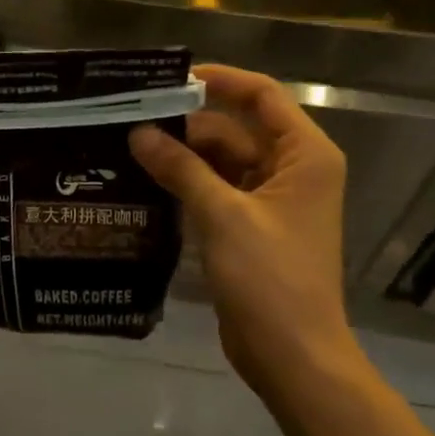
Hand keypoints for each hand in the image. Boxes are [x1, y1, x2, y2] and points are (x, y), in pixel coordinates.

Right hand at [130, 64, 357, 399]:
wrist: (294, 357)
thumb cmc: (270, 278)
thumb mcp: (223, 215)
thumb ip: (181, 168)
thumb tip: (139, 132)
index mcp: (305, 154)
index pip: (261, 96)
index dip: (219, 81)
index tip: (171, 78)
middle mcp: (293, 169)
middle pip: (236, 129)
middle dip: (188, 124)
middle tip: (132, 117)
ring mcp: (272, 200)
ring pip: (222, 161)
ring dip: (183, 156)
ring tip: (129, 146)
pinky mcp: (252, 227)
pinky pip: (217, 190)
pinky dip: (188, 184)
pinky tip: (147, 181)